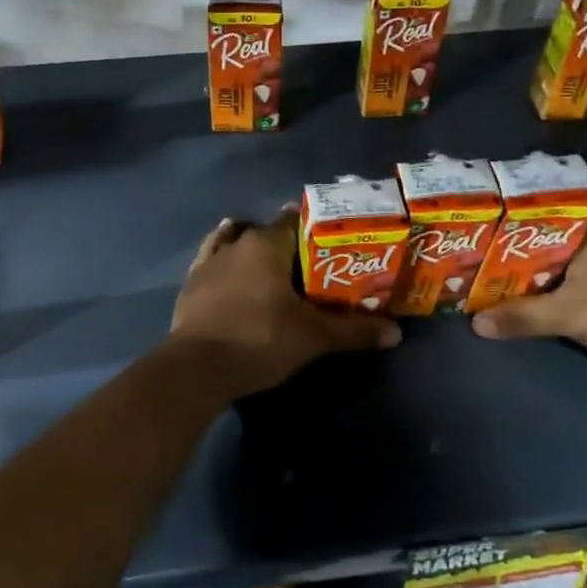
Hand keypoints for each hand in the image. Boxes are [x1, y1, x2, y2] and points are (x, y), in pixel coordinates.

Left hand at [171, 211, 400, 397]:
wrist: (197, 367)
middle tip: (308, 265)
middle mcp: (237, 242)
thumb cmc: (259, 341)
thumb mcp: (312, 337)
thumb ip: (353, 331)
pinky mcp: (190, 282)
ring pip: (234, 239)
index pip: (295, 220)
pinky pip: (210, 258)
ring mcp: (209, 260)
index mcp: (267, 244)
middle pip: (266, 231)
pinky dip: (223, 260)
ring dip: (250, 246)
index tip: (332, 243)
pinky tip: (230, 271)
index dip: (315, 228)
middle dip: (286, 243)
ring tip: (268, 266)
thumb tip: (396, 333)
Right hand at [469, 215, 586, 368]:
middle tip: (470, 246)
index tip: (471, 221)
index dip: (502, 215)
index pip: (535, 206)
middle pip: (541, 228)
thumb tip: (475, 324)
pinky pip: (568, 262)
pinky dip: (546, 271)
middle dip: (509, 240)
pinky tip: (524, 282)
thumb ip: (523, 316)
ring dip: (527, 258)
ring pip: (555, 247)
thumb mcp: (571, 314)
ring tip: (487, 264)